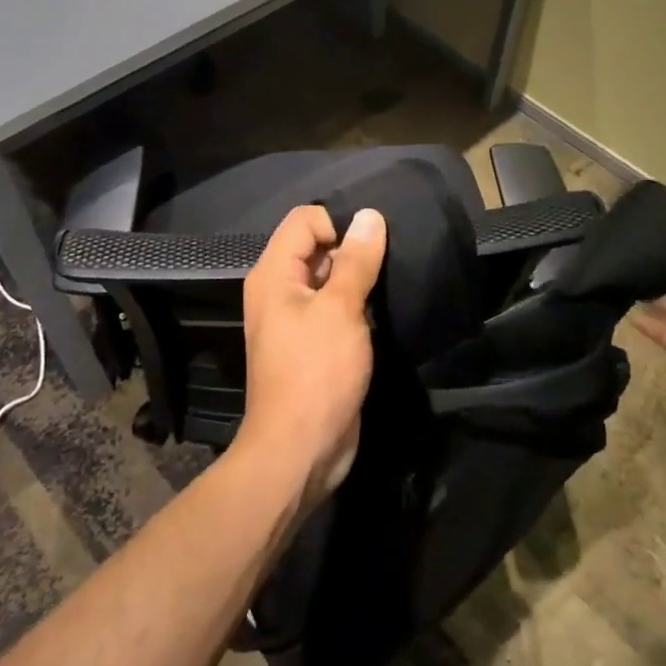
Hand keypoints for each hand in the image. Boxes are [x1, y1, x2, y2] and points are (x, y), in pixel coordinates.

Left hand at [235, 205, 386, 509]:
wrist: (300, 450)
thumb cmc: (316, 373)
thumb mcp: (340, 310)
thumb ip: (356, 261)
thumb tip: (370, 216)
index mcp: (274, 275)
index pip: (305, 220)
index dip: (338, 223)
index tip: (372, 245)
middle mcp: (280, 291)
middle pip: (316, 247)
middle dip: (353, 249)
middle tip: (390, 262)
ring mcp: (296, 320)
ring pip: (329, 279)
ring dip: (359, 279)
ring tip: (391, 284)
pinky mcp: (314, 345)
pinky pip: (335, 309)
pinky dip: (357, 305)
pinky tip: (384, 311)